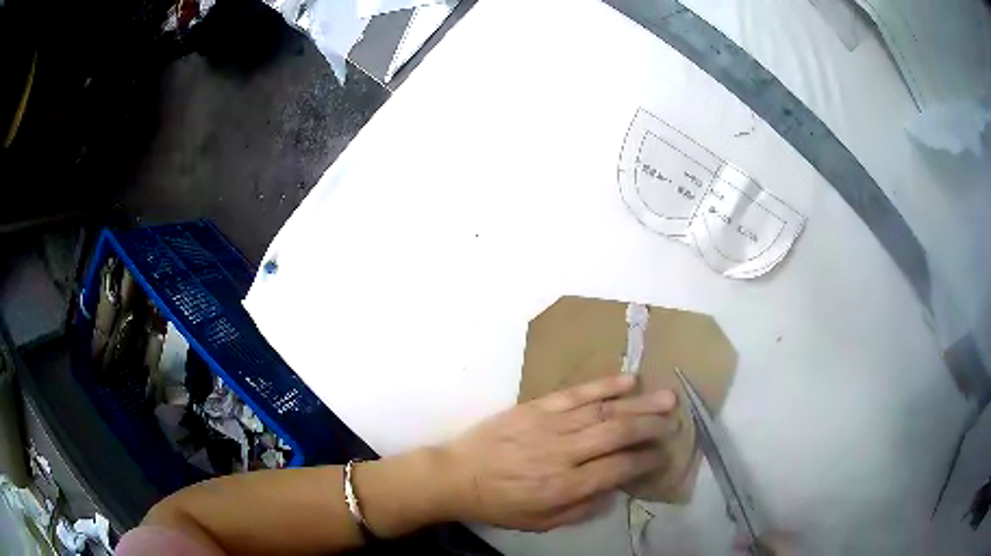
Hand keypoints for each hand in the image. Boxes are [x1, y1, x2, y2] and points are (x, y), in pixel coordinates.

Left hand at [437, 374, 678, 530]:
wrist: (457, 475)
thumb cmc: (500, 504)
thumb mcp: (540, 522)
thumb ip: (581, 509)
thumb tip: (616, 489)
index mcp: (564, 487)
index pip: (618, 469)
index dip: (646, 461)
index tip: (663, 455)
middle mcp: (563, 453)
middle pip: (618, 434)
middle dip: (651, 427)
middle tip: (674, 422)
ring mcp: (550, 425)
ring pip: (604, 411)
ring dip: (639, 403)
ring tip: (666, 398)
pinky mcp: (537, 406)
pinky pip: (577, 393)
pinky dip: (605, 385)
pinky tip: (628, 380)